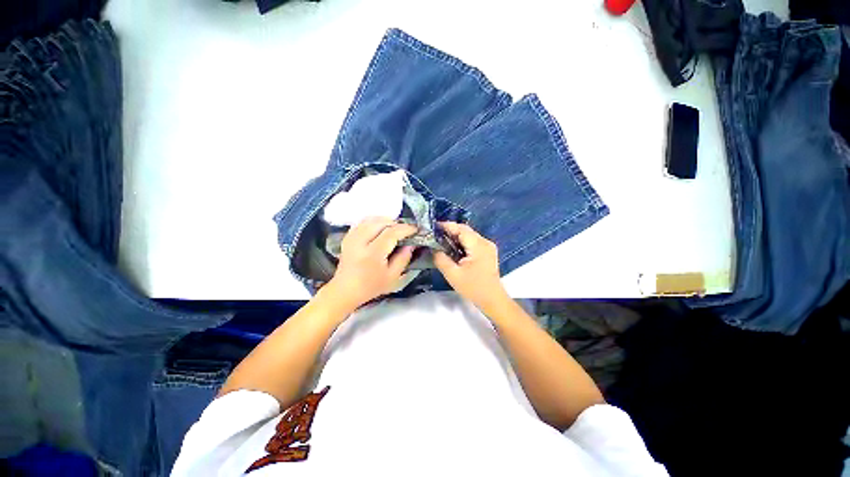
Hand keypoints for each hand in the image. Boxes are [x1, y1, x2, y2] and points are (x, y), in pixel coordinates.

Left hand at [323, 217, 416, 311]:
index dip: (406, 229)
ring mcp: (352, 237)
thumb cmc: (371, 286)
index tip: (415, 230)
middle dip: (397, 223)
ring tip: (394, 229)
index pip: (391, 233)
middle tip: (405, 230)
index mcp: (373, 254)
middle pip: (381, 222)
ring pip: (372, 219)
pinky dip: (374, 221)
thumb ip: (404, 258)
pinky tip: (380, 228)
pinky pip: (363, 222)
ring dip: (386, 221)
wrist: (346, 289)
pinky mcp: (348, 236)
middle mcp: (360, 242)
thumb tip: (412, 243)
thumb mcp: (393, 276)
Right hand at [432, 222, 508, 313]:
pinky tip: (453, 248)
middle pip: (466, 230)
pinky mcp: (488, 251)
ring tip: (441, 240)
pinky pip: (473, 241)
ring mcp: (488, 246)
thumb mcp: (453, 275)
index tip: (433, 227)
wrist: (493, 300)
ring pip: (469, 235)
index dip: (447, 226)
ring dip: (456, 236)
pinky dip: (462, 242)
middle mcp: (485, 242)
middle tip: (435, 234)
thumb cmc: (473, 288)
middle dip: (450, 230)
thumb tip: (432, 248)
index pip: (461, 229)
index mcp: (478, 246)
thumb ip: (440, 259)